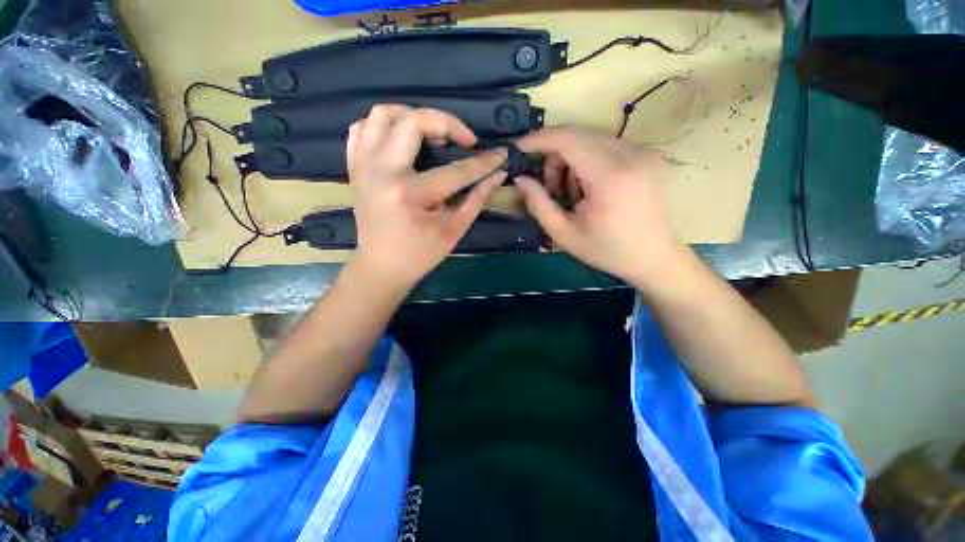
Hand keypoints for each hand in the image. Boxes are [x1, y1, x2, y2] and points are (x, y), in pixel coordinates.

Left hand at [346, 105, 506, 290]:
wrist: (381, 267)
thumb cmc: (419, 255)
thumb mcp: (453, 231)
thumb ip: (476, 200)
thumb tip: (497, 175)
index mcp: (409, 194)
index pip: (455, 171)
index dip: (482, 162)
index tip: (500, 155)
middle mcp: (382, 172)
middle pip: (413, 122)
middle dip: (447, 123)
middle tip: (463, 140)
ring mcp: (364, 167)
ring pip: (383, 115)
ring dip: (413, 116)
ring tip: (433, 133)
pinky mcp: (355, 168)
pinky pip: (362, 129)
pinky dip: (384, 126)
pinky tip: (402, 139)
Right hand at [514, 126, 687, 286]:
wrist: (655, 257)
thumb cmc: (607, 250)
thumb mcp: (564, 234)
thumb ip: (538, 204)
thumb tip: (520, 179)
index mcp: (610, 177)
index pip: (568, 139)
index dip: (540, 139)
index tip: (520, 146)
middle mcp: (631, 155)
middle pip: (579, 135)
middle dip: (555, 156)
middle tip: (550, 187)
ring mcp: (644, 152)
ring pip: (592, 138)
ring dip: (572, 160)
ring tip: (574, 193)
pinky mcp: (650, 155)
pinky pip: (607, 145)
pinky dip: (589, 161)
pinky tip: (591, 188)